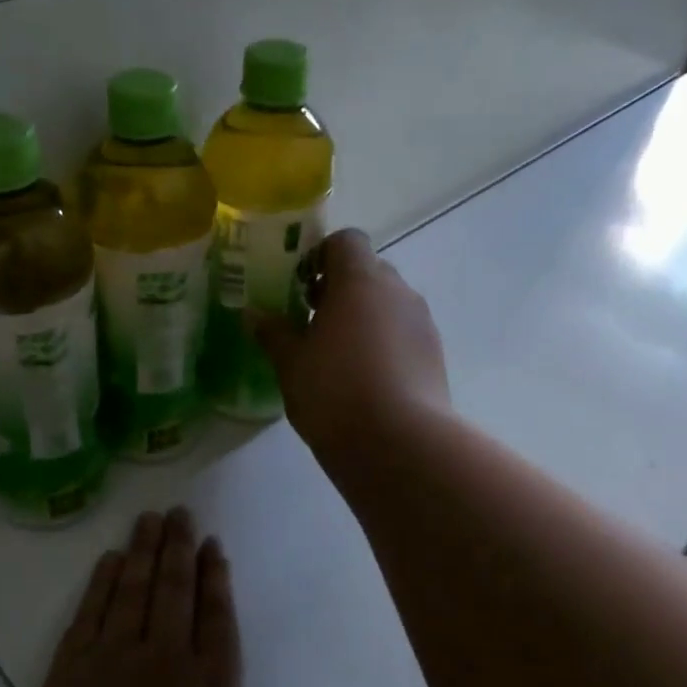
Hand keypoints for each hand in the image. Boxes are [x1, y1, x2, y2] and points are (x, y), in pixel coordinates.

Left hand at [2, 508, 371, 686]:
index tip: (211, 542)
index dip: (216, 576)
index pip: (216, 616)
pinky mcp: (67, 675)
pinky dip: (98, 583)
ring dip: (140, 552)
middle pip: (173, 590)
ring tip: (146, 519)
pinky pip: (88, 613)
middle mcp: (162, 660)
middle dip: (177, 548)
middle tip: (178, 510)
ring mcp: (110, 662)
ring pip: (130, 590)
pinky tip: (105, 563)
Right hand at [249, 229, 450, 458]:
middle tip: (310, 319)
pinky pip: (402, 332)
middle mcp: (397, 291)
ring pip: (387, 303)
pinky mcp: (434, 355)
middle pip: (368, 270)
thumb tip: (252, 314)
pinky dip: (382, 342)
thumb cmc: (335, 392)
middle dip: (340, 288)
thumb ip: (273, 333)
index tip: (299, 286)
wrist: (401, 445)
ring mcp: (421, 323)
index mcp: (360, 280)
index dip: (320, 255)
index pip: (346, 240)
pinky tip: (361, 377)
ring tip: (334, 353)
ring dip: (362, 316)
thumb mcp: (291, 363)